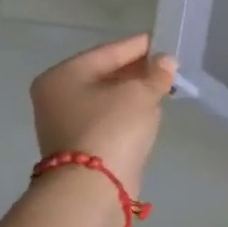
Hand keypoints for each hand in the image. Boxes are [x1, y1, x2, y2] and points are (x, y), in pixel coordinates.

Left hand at [29, 34, 178, 195]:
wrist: (93, 185)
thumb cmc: (112, 126)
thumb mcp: (141, 92)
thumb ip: (156, 73)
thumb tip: (166, 62)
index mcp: (64, 75)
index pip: (110, 51)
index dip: (141, 46)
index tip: (167, 42)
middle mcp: (58, 94)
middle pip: (106, 73)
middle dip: (139, 70)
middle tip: (169, 66)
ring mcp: (66, 120)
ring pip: (108, 95)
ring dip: (135, 91)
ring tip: (165, 86)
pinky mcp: (80, 141)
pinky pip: (109, 115)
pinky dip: (128, 110)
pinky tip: (150, 109)